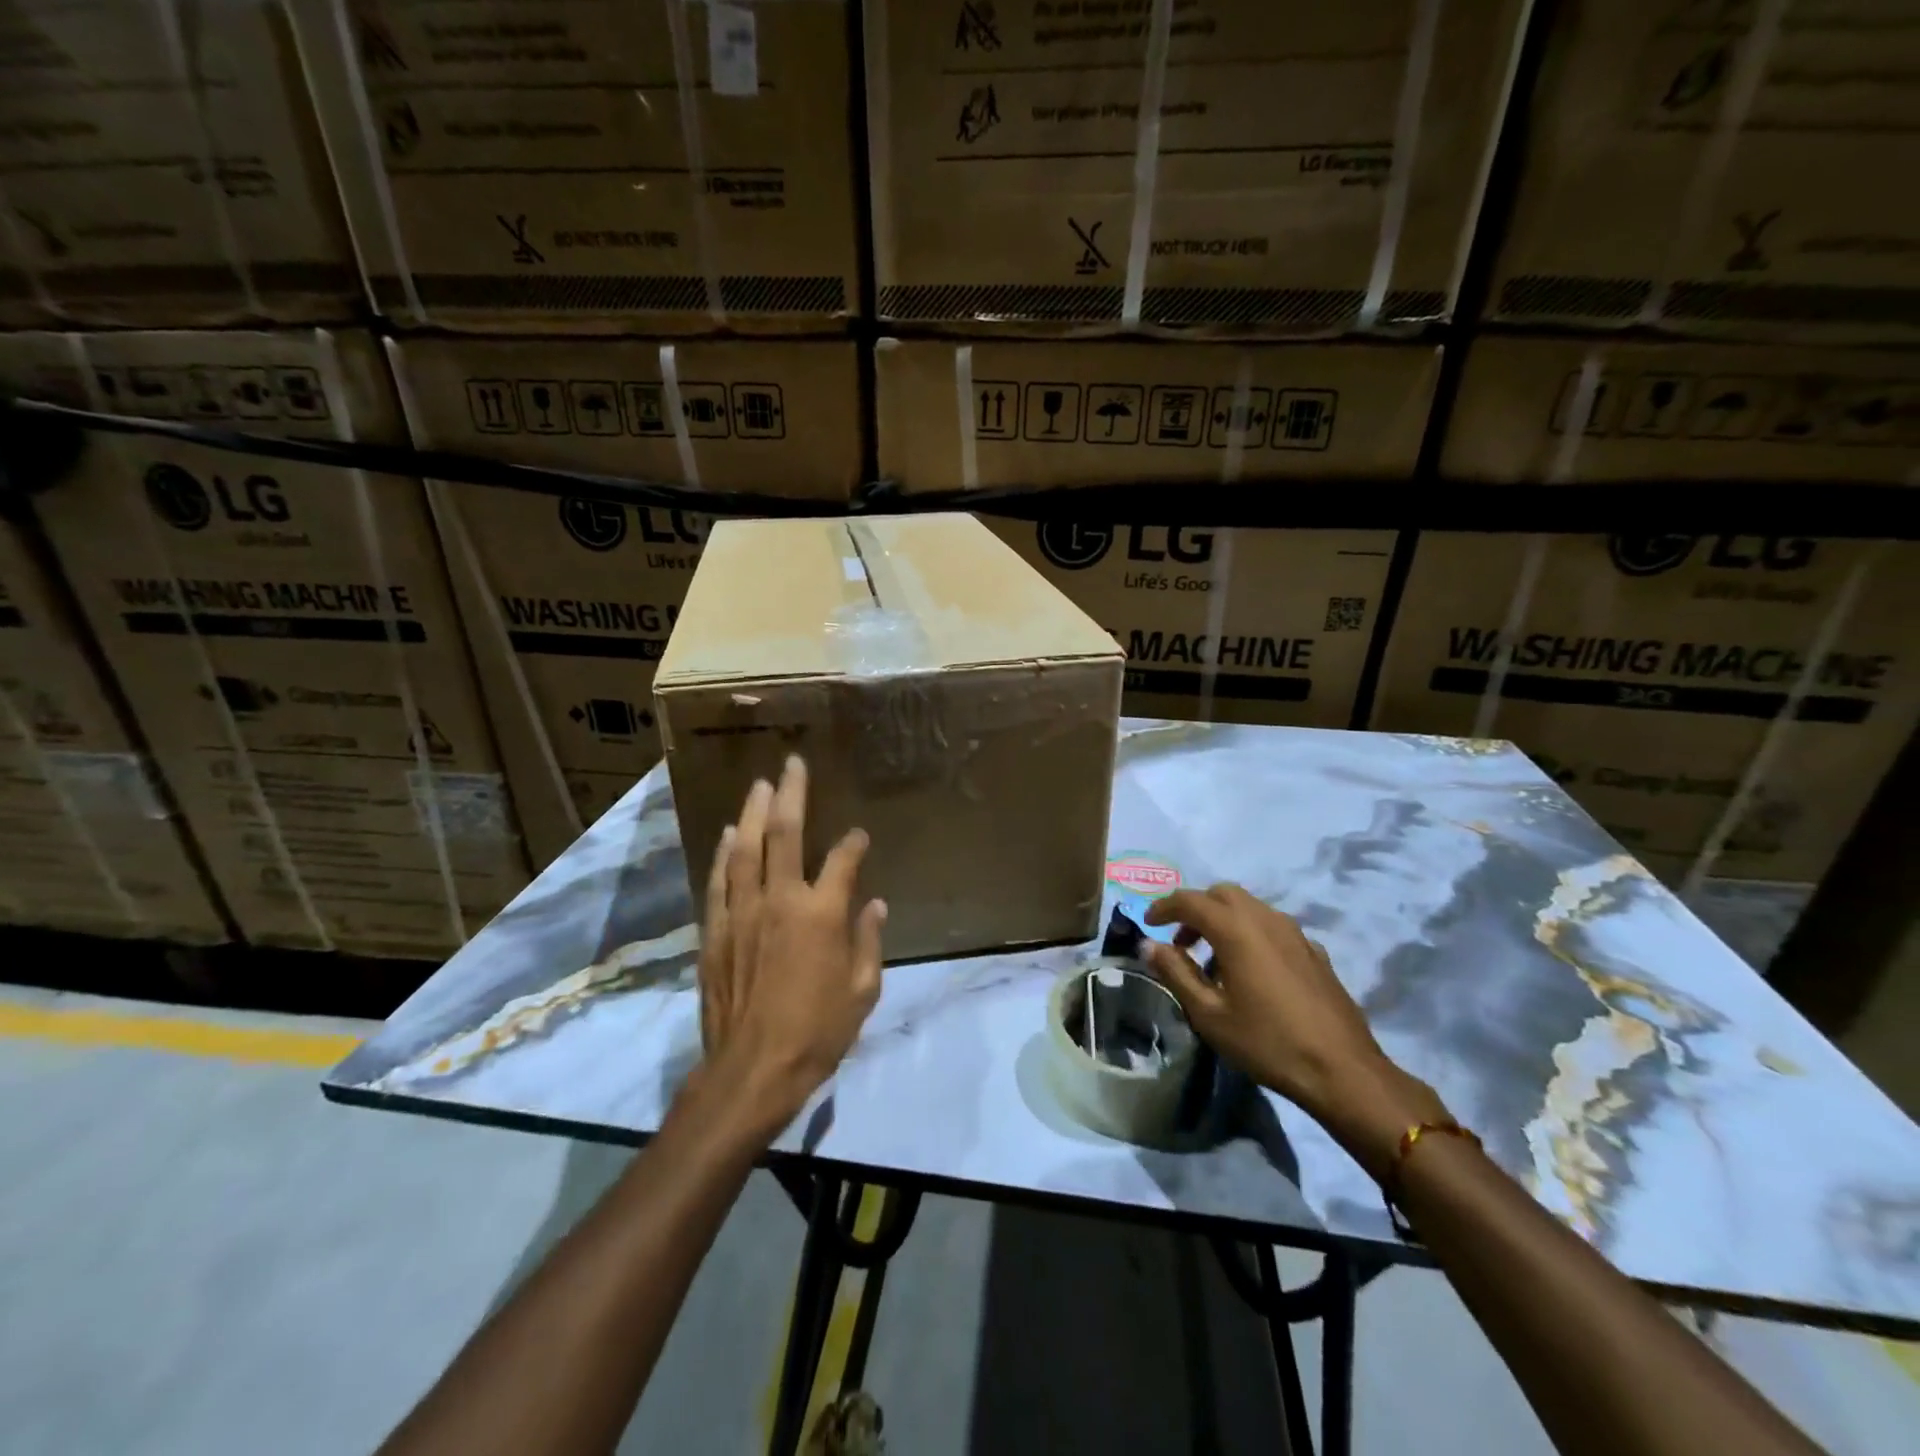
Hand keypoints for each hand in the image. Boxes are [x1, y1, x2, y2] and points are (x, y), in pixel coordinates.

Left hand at [696, 756, 886, 1130]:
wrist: (752, 1070)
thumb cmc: (818, 1033)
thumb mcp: (862, 991)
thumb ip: (868, 941)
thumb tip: (874, 904)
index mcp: (822, 914)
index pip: (842, 860)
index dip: (853, 843)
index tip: (859, 836)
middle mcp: (780, 900)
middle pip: (785, 834)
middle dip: (791, 795)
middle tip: (792, 764)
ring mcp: (742, 912)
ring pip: (746, 849)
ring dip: (753, 813)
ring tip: (760, 786)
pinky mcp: (716, 931)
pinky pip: (719, 882)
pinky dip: (724, 854)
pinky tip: (729, 835)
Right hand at [1139, 884, 1448, 1179]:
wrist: (1343, 1071)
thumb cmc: (1267, 1042)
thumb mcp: (1209, 1014)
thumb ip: (1176, 973)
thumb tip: (1149, 945)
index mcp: (1236, 929)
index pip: (1190, 900)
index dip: (1164, 907)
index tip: (1149, 924)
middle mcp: (1266, 919)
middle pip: (1222, 894)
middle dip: (1196, 909)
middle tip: (1180, 942)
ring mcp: (1295, 933)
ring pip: (1250, 907)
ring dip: (1223, 921)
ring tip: (1212, 961)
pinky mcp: (1314, 951)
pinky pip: (1272, 927)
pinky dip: (1250, 934)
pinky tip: (1251, 972)